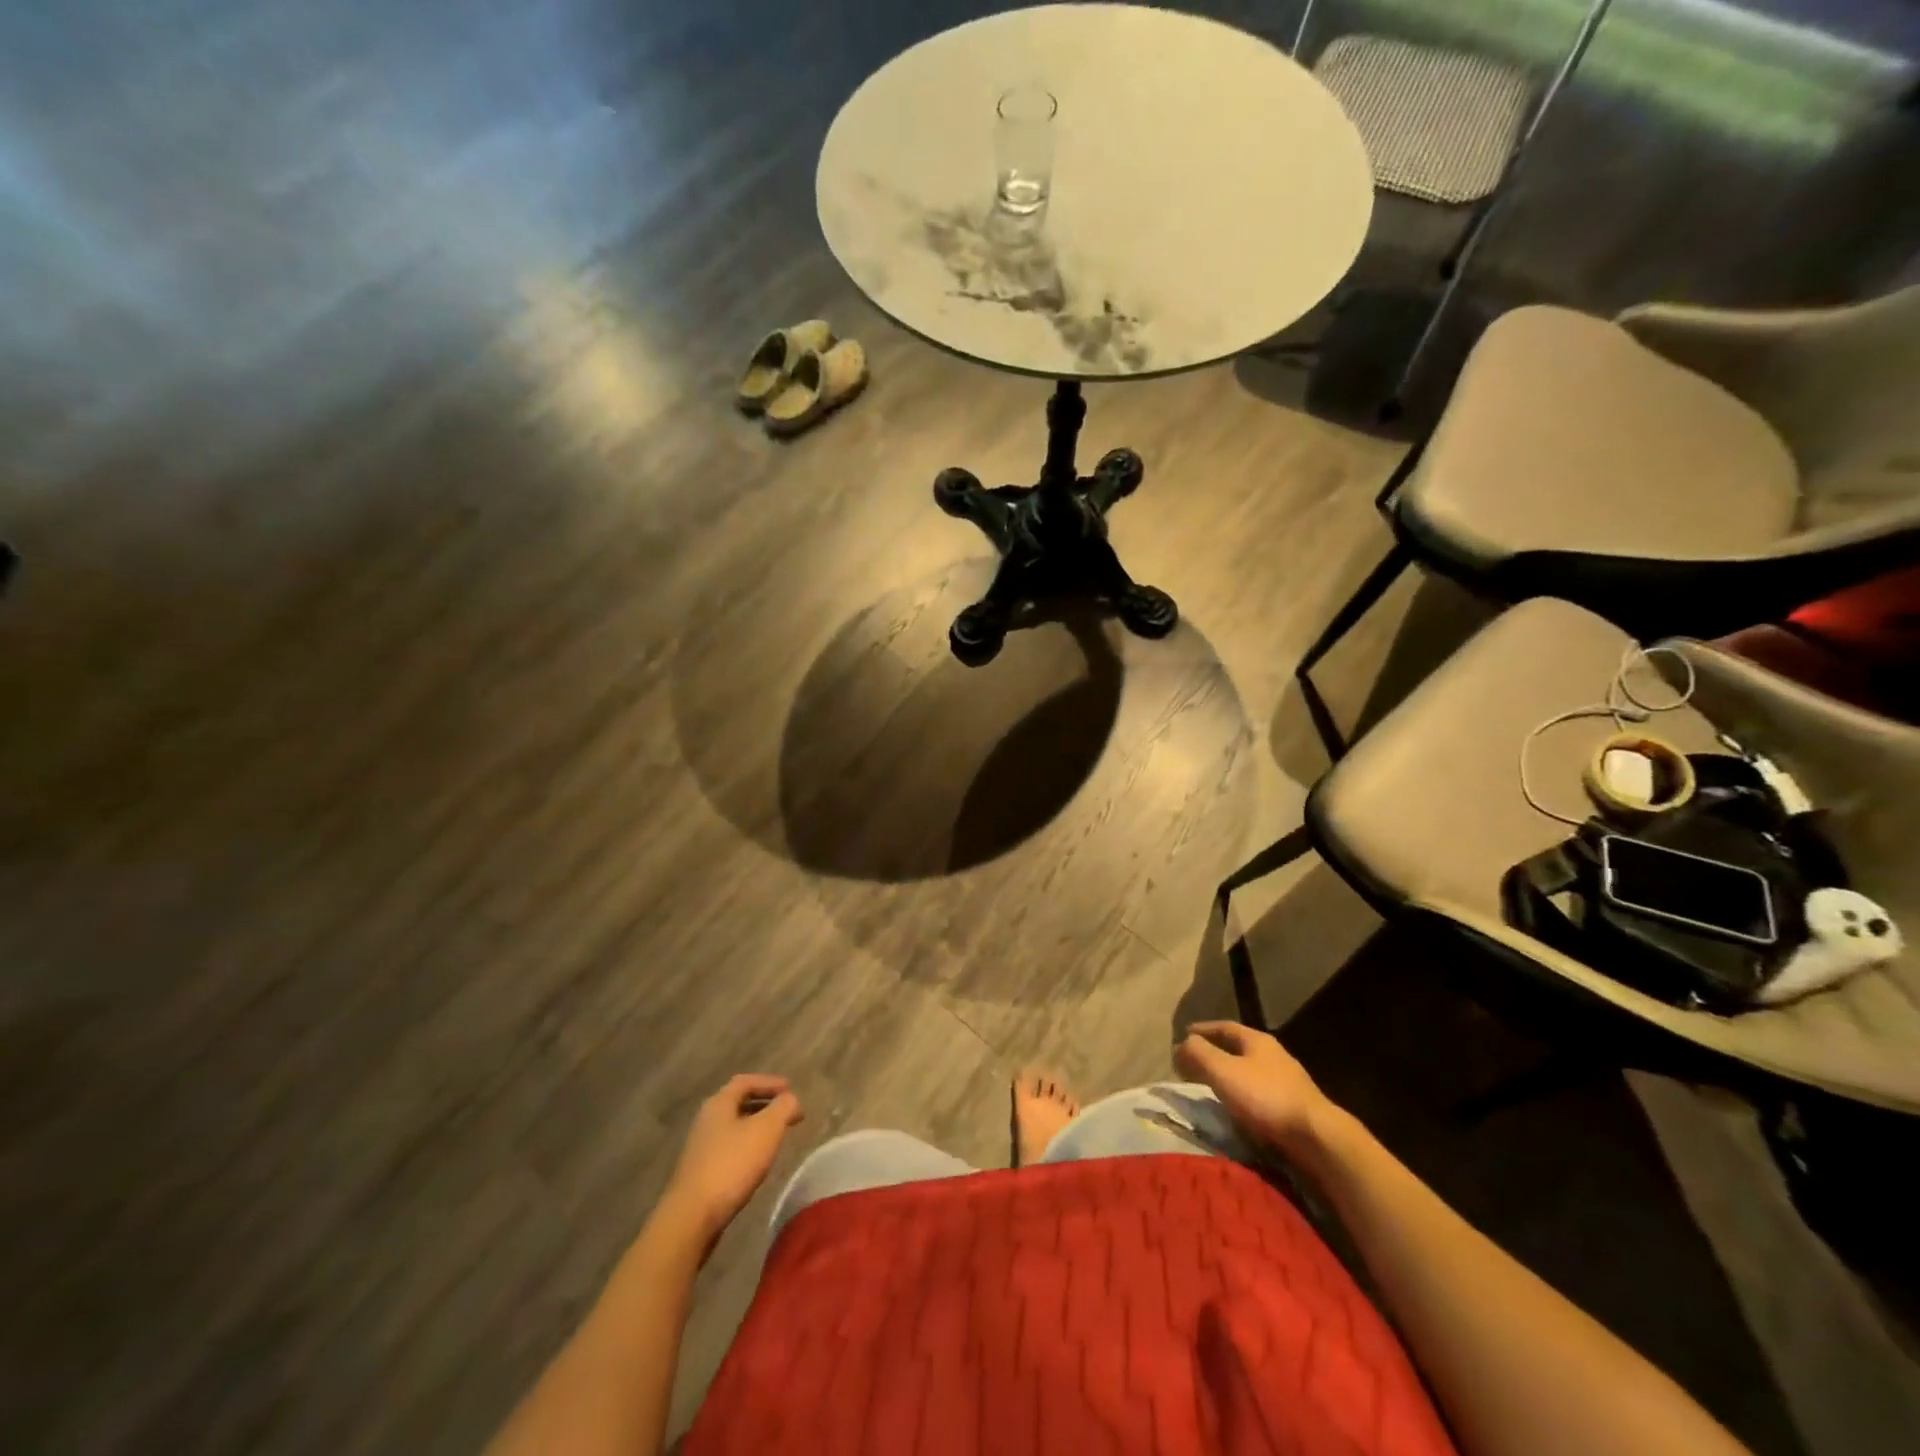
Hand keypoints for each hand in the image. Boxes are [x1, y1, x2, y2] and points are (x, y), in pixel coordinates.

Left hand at [659, 1075, 803, 1243]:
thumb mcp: (767, 1129)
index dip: (770, 1082)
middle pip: (738, 1103)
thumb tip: (791, 1099)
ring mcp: (700, 1148)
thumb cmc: (732, 1164)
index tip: (791, 1090)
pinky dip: (747, 1146)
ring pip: (734, 1127)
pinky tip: (757, 1162)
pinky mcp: (700, 1173)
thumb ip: (784, 1107)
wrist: (692, 1217)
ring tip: (777, 1137)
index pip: (745, 1081)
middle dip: (765, 1104)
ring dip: (756, 1127)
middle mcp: (706, 1120)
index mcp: (719, 1103)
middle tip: (787, 1113)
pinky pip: (729, 1148)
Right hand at [1174, 1022, 1331, 1151]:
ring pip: (1250, 1071)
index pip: (1224, 1027)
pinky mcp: (1294, 1107)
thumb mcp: (1223, 1071)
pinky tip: (1237, 1107)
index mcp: (1257, 1040)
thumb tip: (1181, 1045)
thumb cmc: (1265, 1097)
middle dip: (1215, 1052)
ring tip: (1212, 1085)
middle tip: (1195, 1060)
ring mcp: (1288, 1081)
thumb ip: (1198, 1054)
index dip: (1202, 1030)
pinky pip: (1260, 1093)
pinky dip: (1243, 1094)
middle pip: (1238, 1047)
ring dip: (1230, 1074)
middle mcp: (1274, 1055)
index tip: (1184, 1034)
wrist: (1317, 1137)